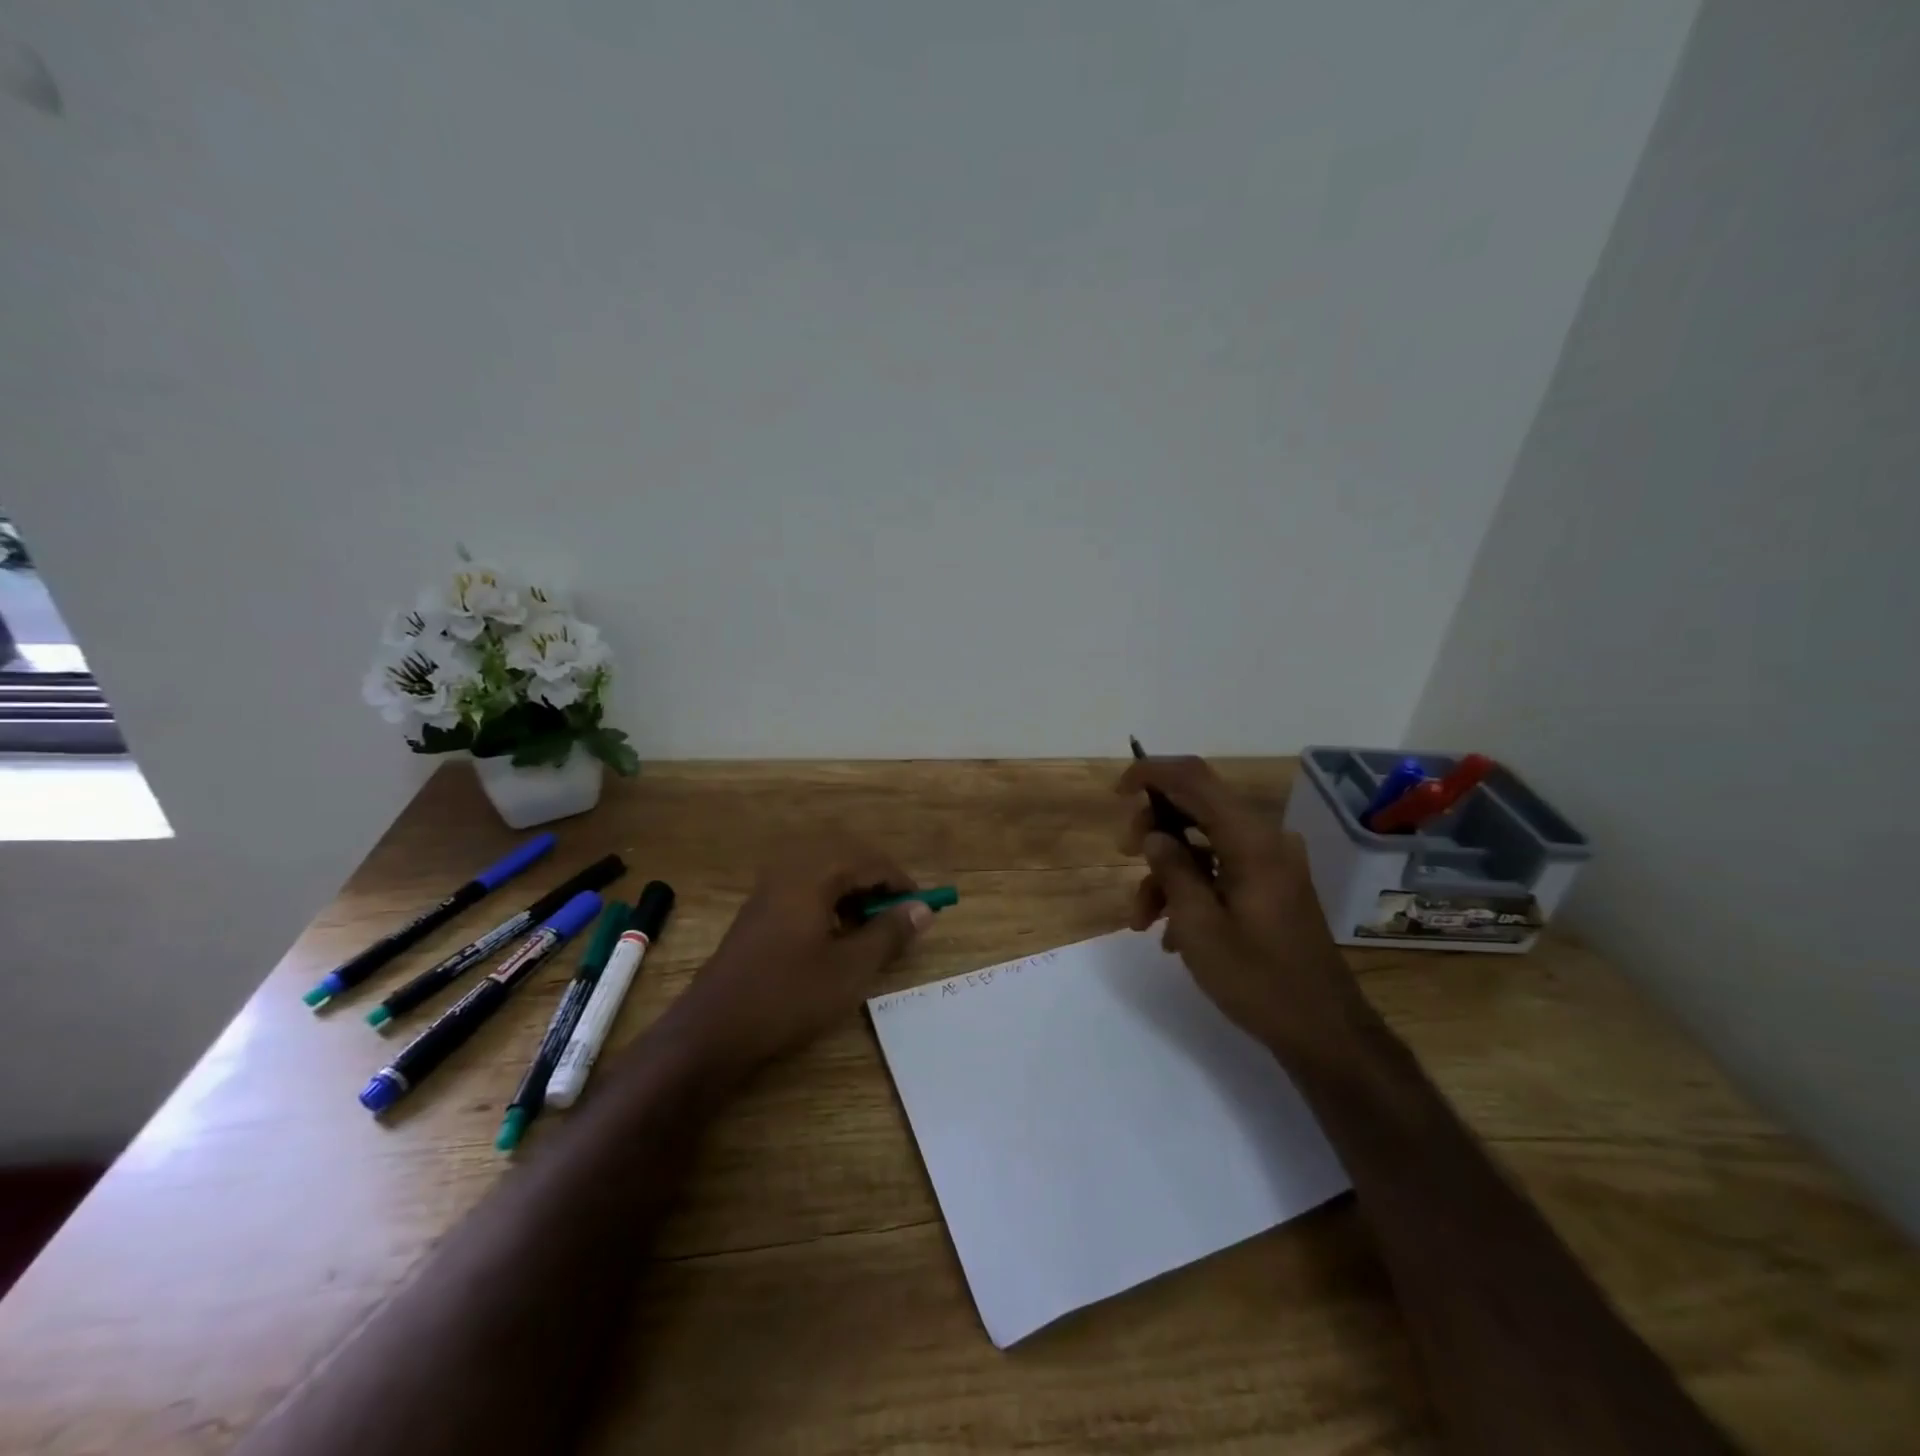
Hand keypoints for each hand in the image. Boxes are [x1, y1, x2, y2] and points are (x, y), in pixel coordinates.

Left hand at [659, 832, 933, 1078]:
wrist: (714, 1029)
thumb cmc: (788, 995)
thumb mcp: (851, 968)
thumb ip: (889, 933)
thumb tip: (923, 909)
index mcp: (813, 874)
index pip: (870, 861)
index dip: (901, 883)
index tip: (924, 909)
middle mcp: (790, 870)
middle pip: (846, 859)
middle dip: (877, 882)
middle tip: (899, 915)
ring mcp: (769, 889)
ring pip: (824, 874)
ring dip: (853, 892)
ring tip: (871, 927)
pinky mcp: (759, 911)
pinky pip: (805, 889)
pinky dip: (830, 902)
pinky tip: (836, 935)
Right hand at [1118, 756, 1361, 1055]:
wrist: (1324, 1030)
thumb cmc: (1257, 979)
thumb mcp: (1199, 926)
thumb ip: (1172, 870)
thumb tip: (1154, 835)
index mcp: (1251, 840)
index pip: (1194, 779)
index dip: (1151, 773)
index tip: (1117, 793)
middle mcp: (1266, 839)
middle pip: (1197, 807)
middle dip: (1154, 830)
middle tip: (1125, 856)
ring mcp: (1272, 863)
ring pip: (1204, 845)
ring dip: (1168, 873)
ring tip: (1142, 920)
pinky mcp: (1273, 886)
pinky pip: (1222, 868)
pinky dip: (1192, 888)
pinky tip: (1172, 934)